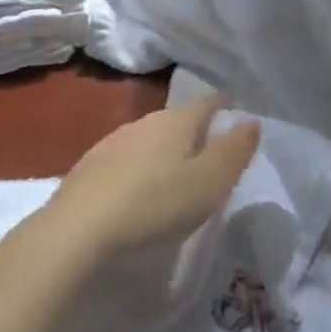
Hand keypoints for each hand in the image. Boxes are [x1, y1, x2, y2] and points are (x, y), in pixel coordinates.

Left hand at [35, 97, 260, 274]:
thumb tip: (252, 121)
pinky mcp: (90, 166)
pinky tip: (139, 191)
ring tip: (176, 175)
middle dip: (195, 131)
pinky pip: (127, 159)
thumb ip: (234, 152)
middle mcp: (145, 121)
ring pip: (150, 138)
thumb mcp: (208, 183)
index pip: (208, 102)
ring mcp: (114, 141)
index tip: (237, 112)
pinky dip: (140, 169)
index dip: (225, 106)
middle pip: (178, 119)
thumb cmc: (155, 204)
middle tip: (211, 153)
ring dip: (165, 151)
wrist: (78, 229)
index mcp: (177, 121)